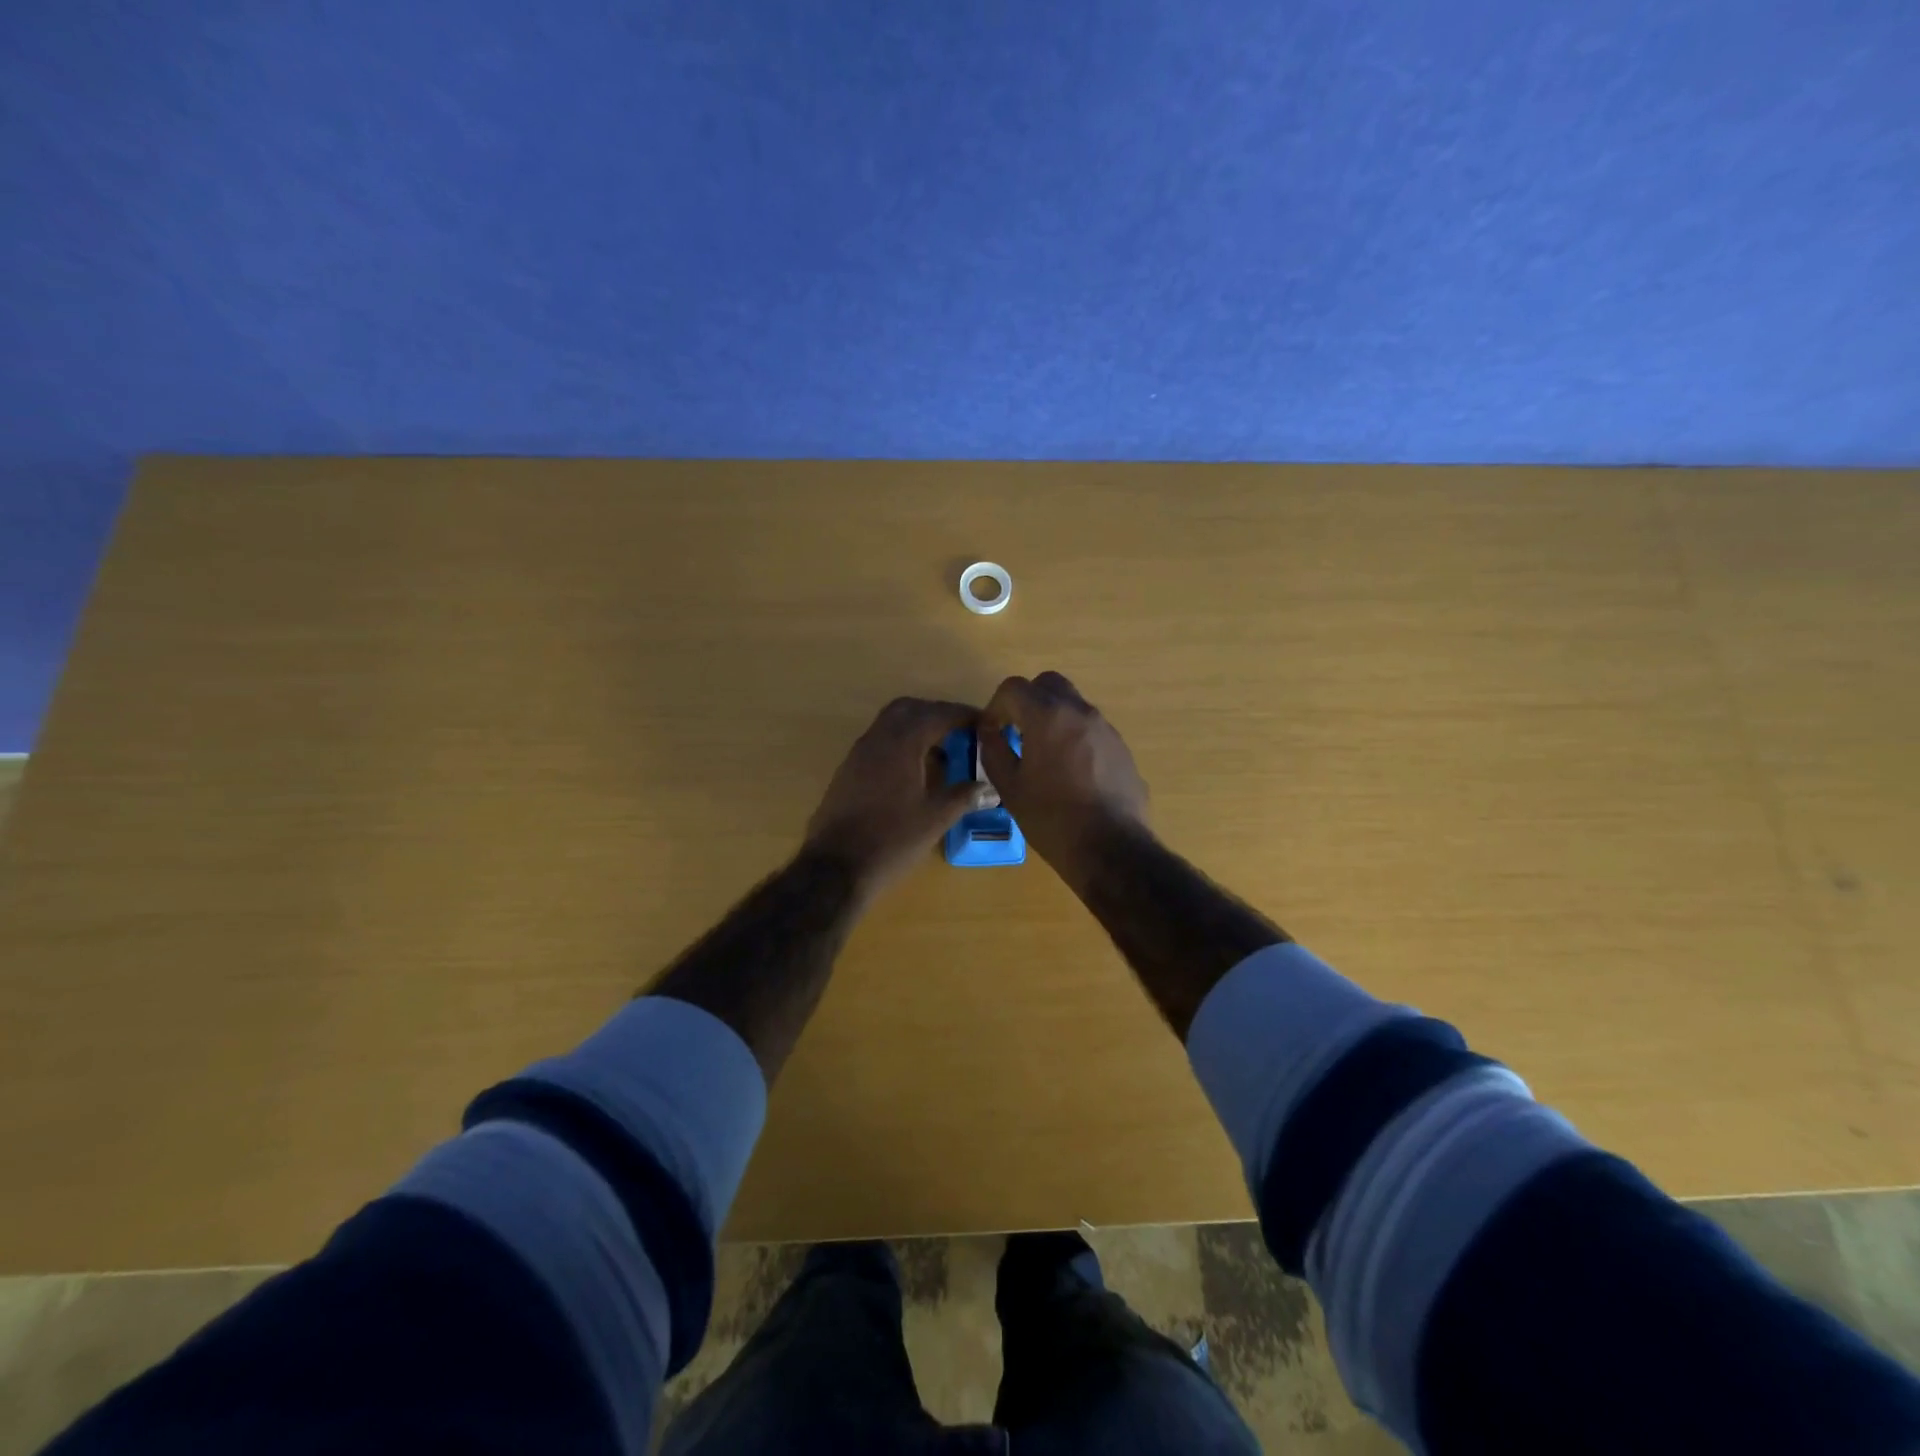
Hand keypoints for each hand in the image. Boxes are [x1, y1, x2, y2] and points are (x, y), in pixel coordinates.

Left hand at [804, 696, 991, 898]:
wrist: (836, 867)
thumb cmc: (891, 840)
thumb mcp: (935, 819)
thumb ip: (962, 796)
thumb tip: (987, 788)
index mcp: (901, 744)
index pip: (936, 715)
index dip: (962, 715)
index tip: (983, 721)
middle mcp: (877, 739)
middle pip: (909, 709)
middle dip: (936, 713)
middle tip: (960, 730)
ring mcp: (858, 754)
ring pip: (890, 724)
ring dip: (916, 727)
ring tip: (941, 750)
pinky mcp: (848, 771)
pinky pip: (878, 742)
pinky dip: (900, 744)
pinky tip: (914, 770)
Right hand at [979, 671, 1149, 889]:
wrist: (1111, 848)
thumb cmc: (1052, 818)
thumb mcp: (1010, 788)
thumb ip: (993, 751)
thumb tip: (989, 731)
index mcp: (1048, 716)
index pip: (1013, 687)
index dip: (996, 705)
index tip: (993, 731)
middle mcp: (1080, 711)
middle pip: (1048, 684)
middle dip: (1028, 701)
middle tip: (1016, 731)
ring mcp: (1106, 728)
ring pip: (1073, 704)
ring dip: (1053, 717)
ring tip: (1043, 754)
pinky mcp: (1122, 748)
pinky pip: (1091, 729)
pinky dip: (1075, 736)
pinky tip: (1070, 773)